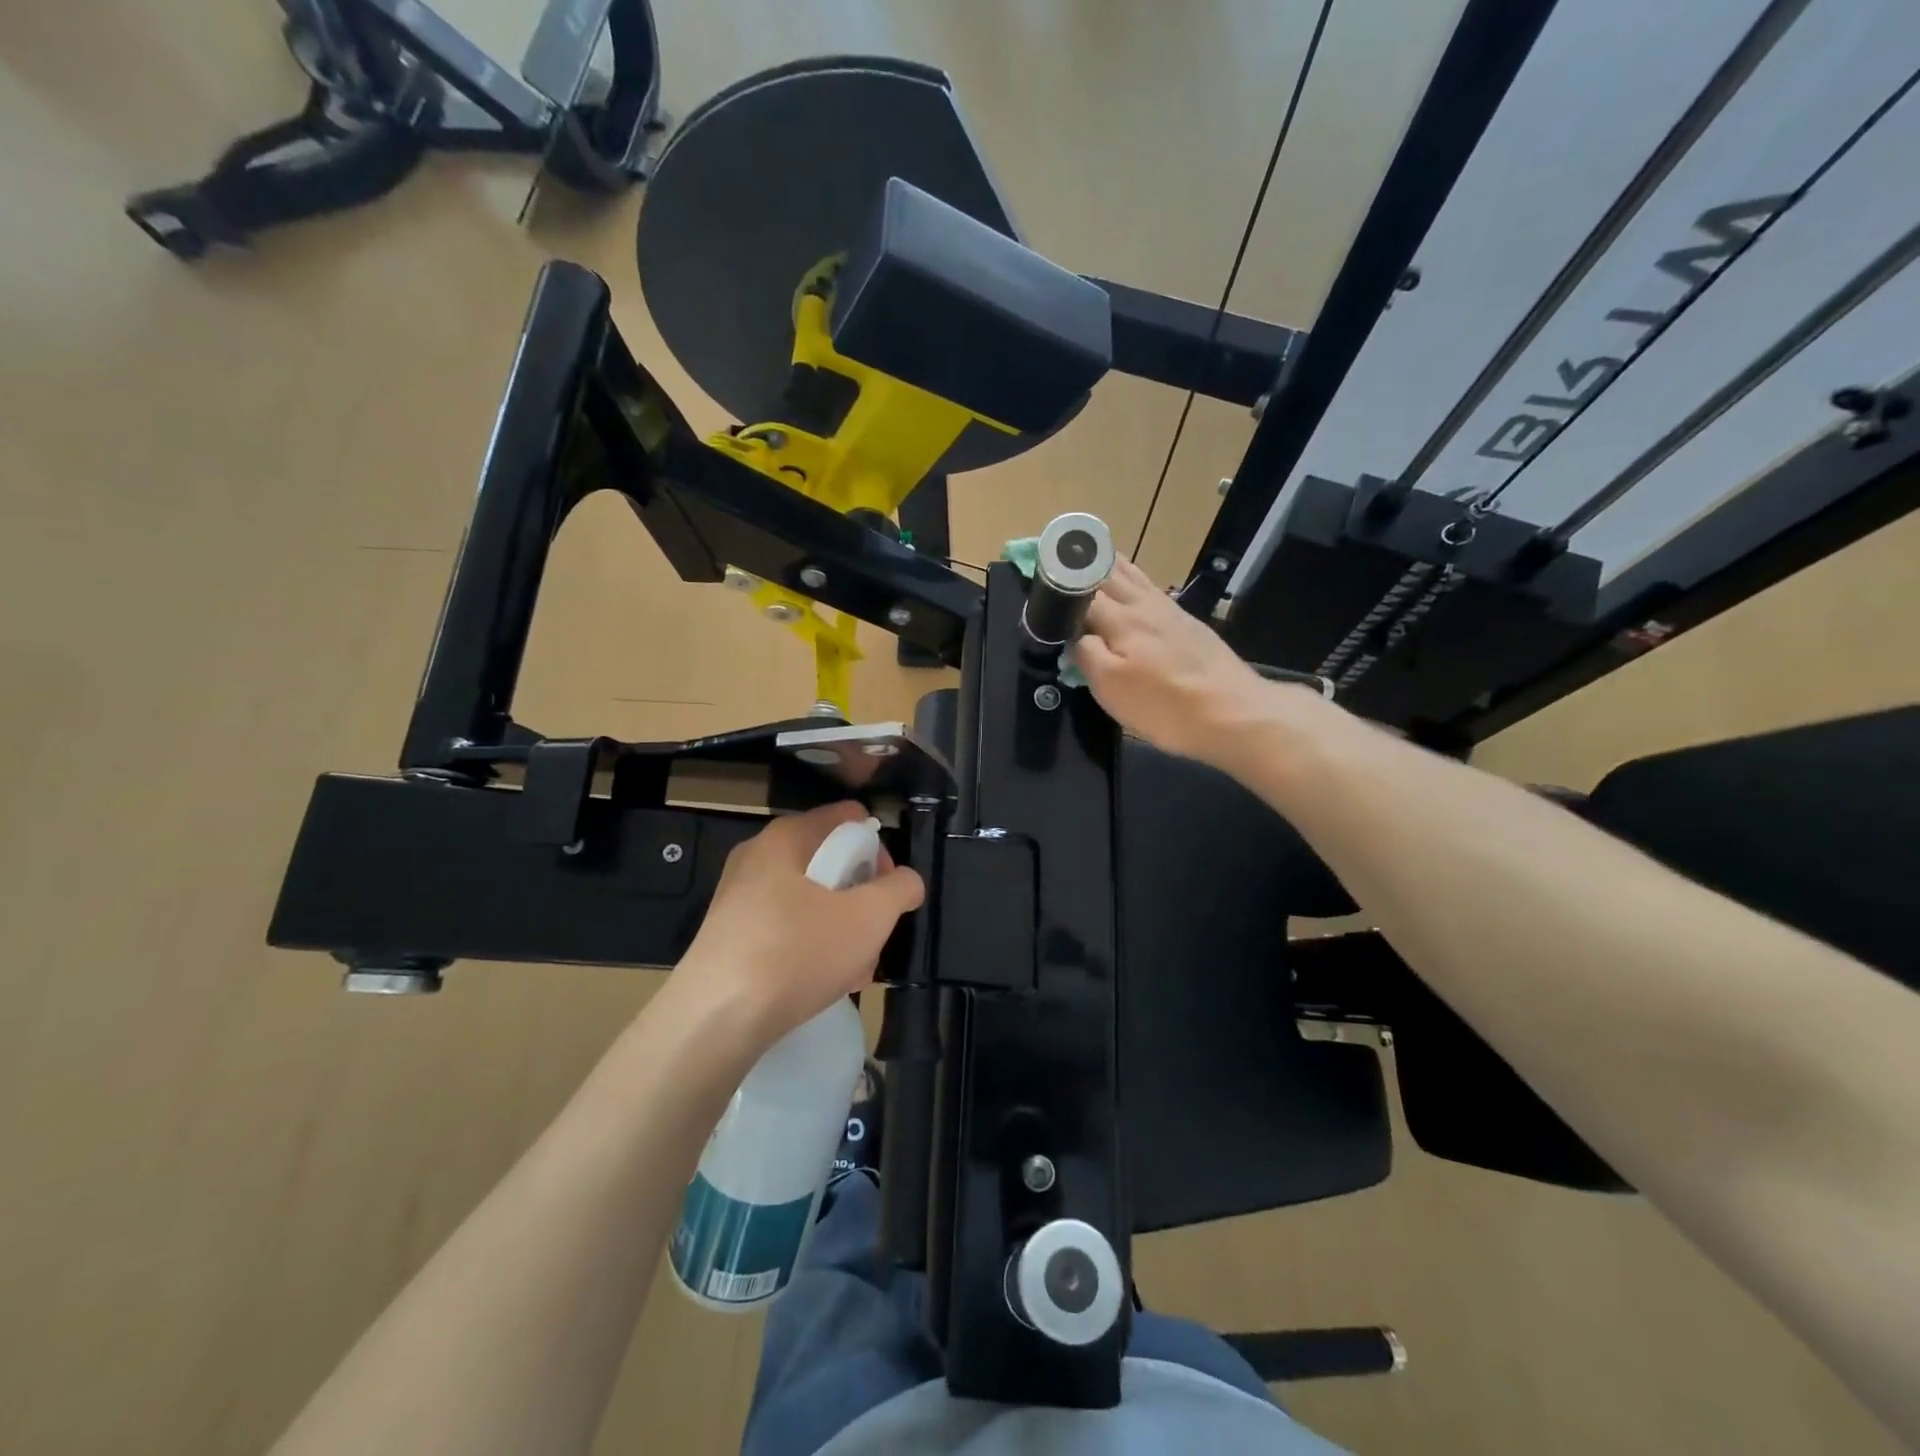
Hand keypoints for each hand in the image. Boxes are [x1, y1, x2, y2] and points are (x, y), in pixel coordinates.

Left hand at [676, 802, 924, 1049]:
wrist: (717, 1018)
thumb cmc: (798, 951)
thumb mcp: (869, 917)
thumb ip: (900, 889)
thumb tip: (907, 881)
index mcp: (786, 837)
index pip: (846, 818)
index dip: (878, 847)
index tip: (890, 886)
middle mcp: (758, 858)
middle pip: (829, 862)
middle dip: (861, 898)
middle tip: (876, 933)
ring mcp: (739, 898)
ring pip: (809, 901)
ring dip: (841, 929)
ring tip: (858, 969)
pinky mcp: (730, 937)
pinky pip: (785, 929)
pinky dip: (811, 948)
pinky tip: (826, 983)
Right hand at [1075, 557, 1280, 768]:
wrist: (1233, 712)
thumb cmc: (1165, 705)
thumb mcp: (1111, 688)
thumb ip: (1086, 655)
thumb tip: (1073, 637)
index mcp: (1120, 619)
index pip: (1080, 590)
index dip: (1058, 584)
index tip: (1038, 574)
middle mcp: (1144, 604)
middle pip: (1108, 573)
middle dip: (1082, 562)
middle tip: (1060, 555)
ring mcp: (1170, 611)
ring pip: (1133, 576)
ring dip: (1109, 564)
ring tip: (1092, 555)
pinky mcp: (1188, 624)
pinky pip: (1152, 589)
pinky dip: (1134, 579)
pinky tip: (1134, 587)